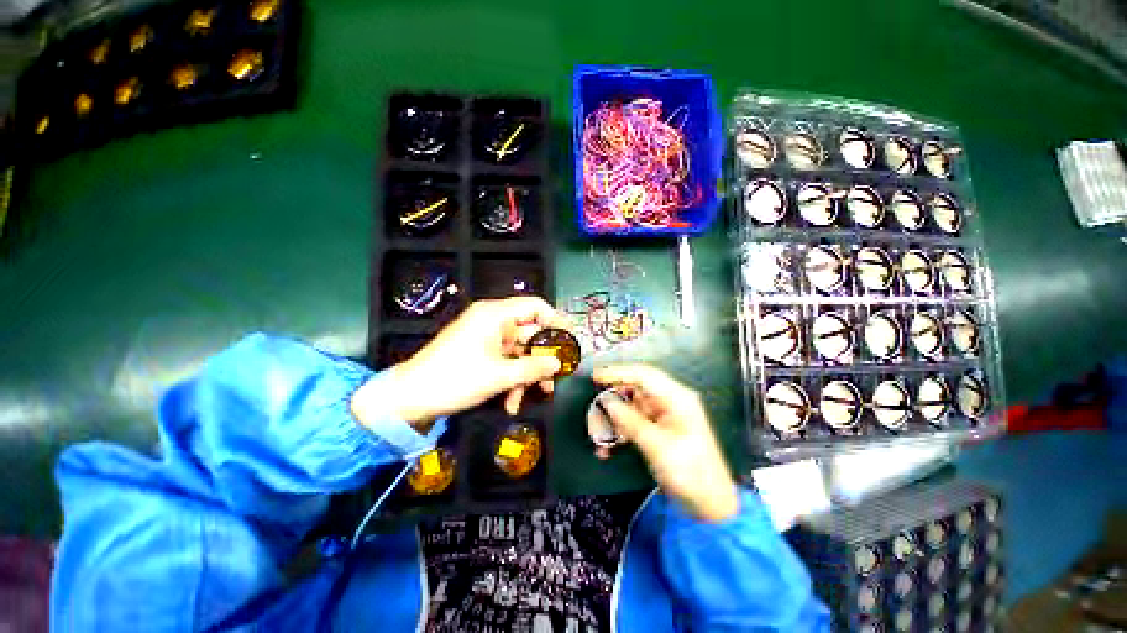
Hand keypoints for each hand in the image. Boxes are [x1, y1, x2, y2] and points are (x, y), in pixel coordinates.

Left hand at [354, 297, 569, 428]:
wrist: (408, 399)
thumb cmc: (456, 379)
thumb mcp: (500, 375)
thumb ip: (534, 367)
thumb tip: (559, 363)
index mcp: (496, 315)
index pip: (536, 306)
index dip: (556, 321)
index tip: (569, 342)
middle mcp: (493, 321)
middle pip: (530, 333)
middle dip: (542, 358)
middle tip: (555, 379)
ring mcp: (485, 338)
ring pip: (519, 351)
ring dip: (527, 375)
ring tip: (534, 396)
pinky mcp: (479, 353)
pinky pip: (505, 361)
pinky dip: (511, 379)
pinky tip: (510, 402)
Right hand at [592, 364, 739, 522]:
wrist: (709, 504)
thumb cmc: (691, 473)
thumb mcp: (657, 446)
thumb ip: (630, 421)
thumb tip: (607, 402)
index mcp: (677, 398)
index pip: (643, 375)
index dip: (618, 373)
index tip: (596, 377)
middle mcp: (670, 402)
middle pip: (634, 391)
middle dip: (612, 403)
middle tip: (594, 413)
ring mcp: (664, 416)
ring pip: (630, 409)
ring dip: (614, 422)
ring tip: (599, 438)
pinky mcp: (658, 429)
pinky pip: (633, 423)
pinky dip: (620, 432)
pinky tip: (609, 448)